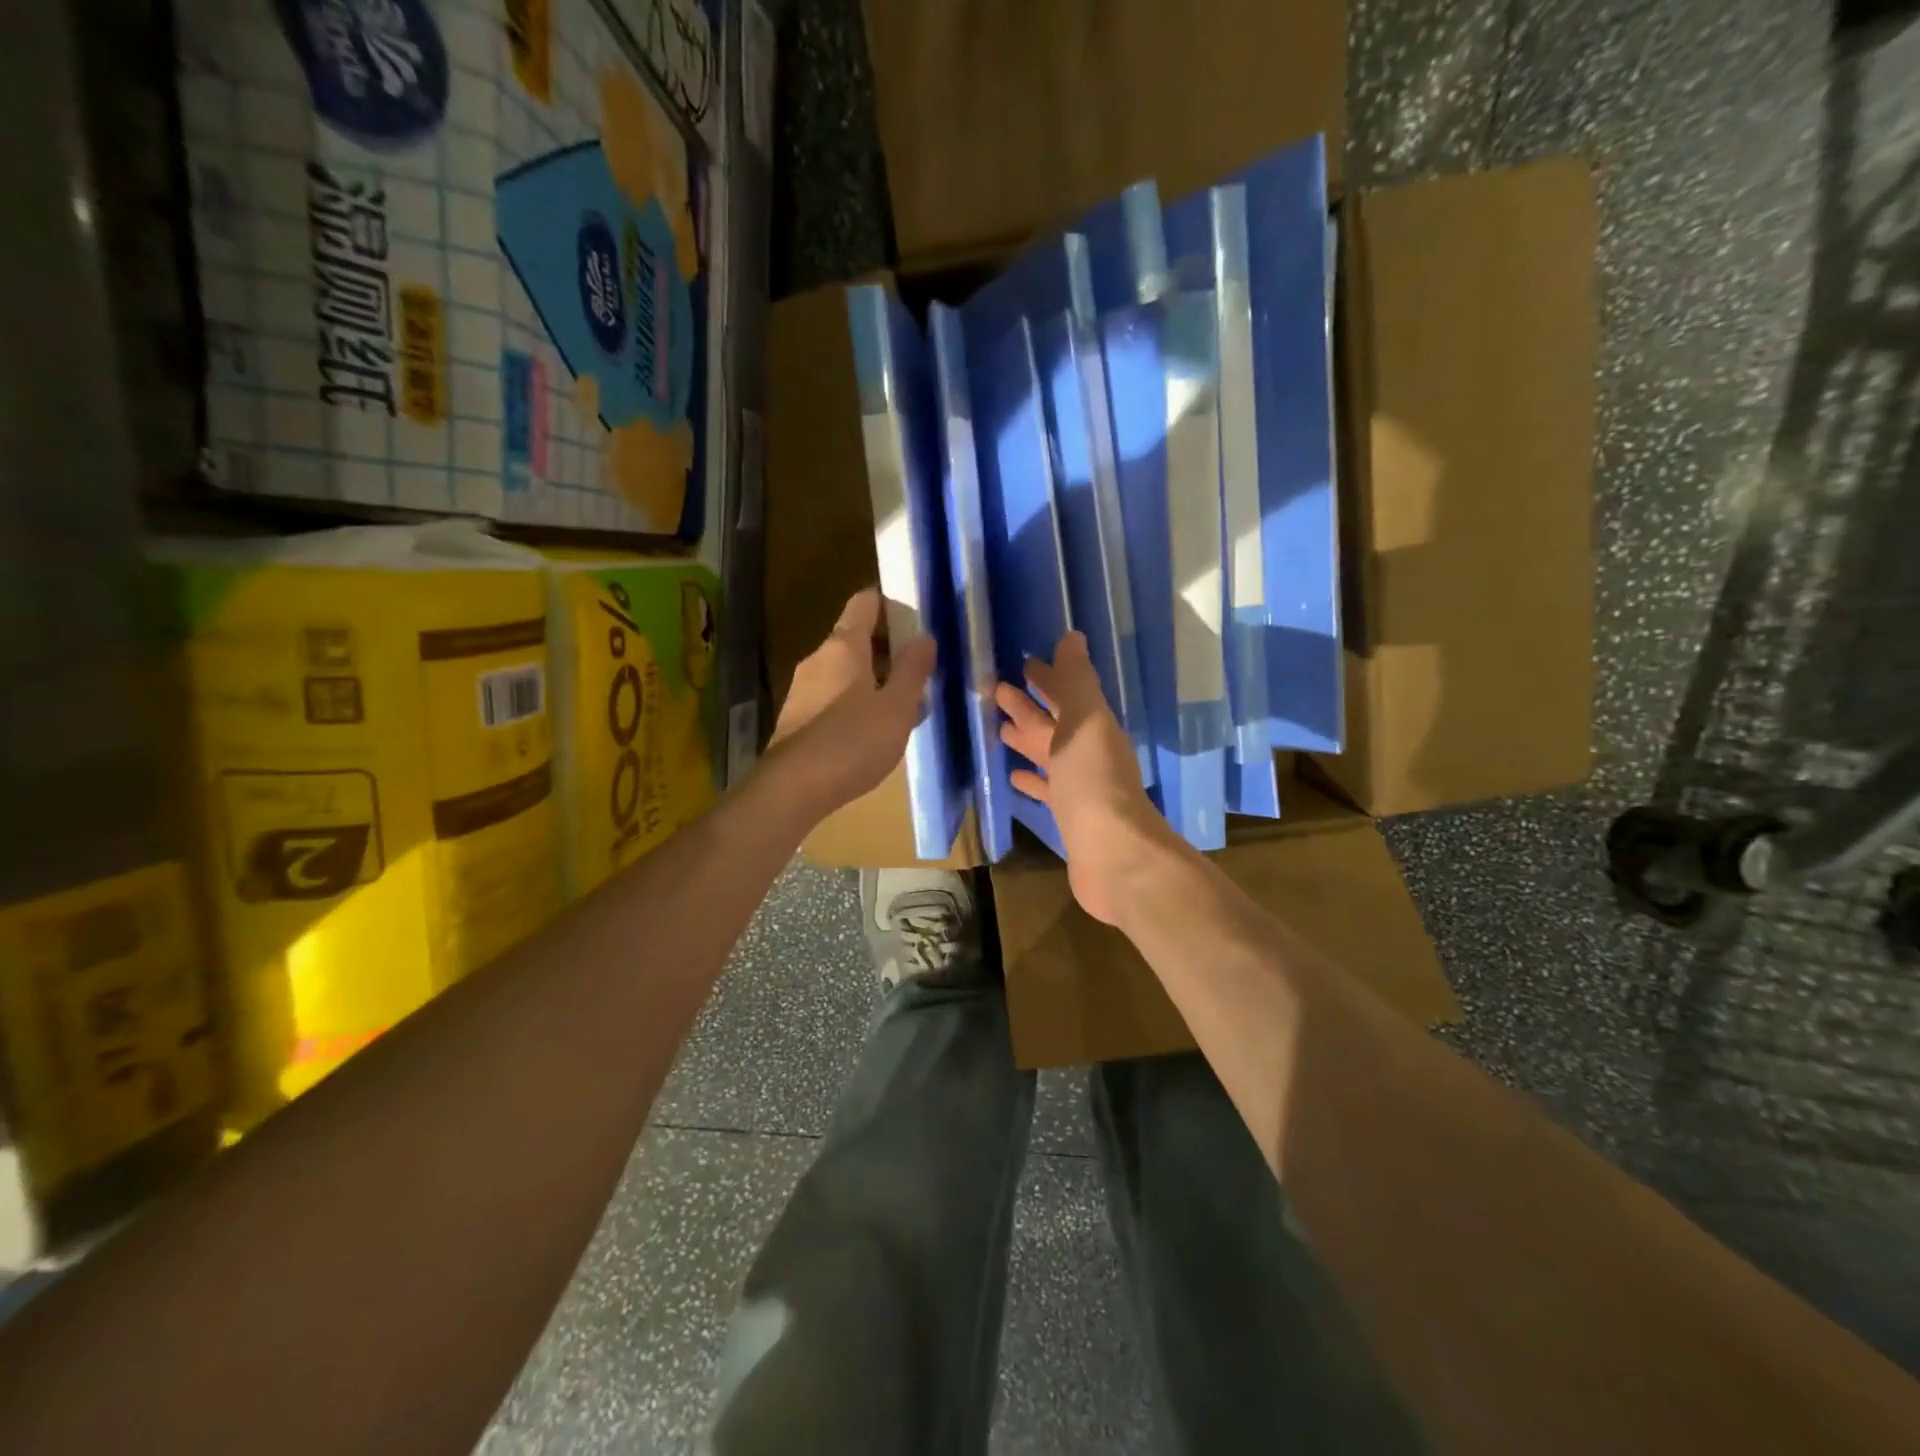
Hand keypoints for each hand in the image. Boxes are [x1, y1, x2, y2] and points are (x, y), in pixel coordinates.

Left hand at [766, 587, 935, 820]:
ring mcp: (803, 688)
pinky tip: (874, 728)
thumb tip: (925, 637)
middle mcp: (818, 659)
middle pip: (856, 638)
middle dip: (888, 648)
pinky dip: (856, 701)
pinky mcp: (797, 717)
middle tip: (920, 668)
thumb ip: (913, 670)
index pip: (865, 603)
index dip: (891, 603)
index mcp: (843, 646)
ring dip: (874, 678)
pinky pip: (833, 696)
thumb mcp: (897, 707)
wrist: (792, 789)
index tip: (917, 618)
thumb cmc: (852, 741)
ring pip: (845, 670)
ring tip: (904, 702)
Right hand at [995, 632, 1176, 924]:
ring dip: (1026, 740)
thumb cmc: (1094, 782)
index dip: (1046, 678)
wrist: (1113, 854)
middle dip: (1029, 707)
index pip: (1066, 694)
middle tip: (997, 690)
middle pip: (1053, 723)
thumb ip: (1077, 681)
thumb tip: (1072, 637)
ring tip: (998, 729)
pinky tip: (1013, 777)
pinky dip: (1031, 780)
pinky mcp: (1068, 816)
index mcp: (1093, 727)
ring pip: (1047, 755)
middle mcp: (1087, 753)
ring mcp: (1078, 786)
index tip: (1022, 663)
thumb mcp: (1086, 721)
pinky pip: (1046, 789)